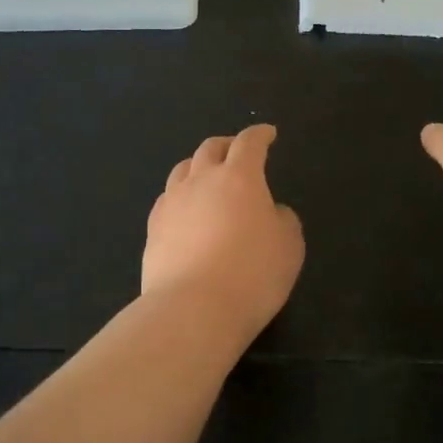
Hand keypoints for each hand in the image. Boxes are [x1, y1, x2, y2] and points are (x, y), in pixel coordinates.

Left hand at [144, 124, 304, 339]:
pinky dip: (181, 196)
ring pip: (183, 170)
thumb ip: (282, 220)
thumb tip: (269, 211)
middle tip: (237, 151)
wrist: (193, 309)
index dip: (260, 135)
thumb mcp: (289, 246)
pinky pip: (167, 199)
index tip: (267, 133)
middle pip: (210, 148)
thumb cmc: (252, 274)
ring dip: (198, 166)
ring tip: (207, 177)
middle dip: (226, 145)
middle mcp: (201, 180)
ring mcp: (172, 203)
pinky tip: (185, 210)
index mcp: (239, 177)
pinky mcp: (153, 228)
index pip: (249, 143)